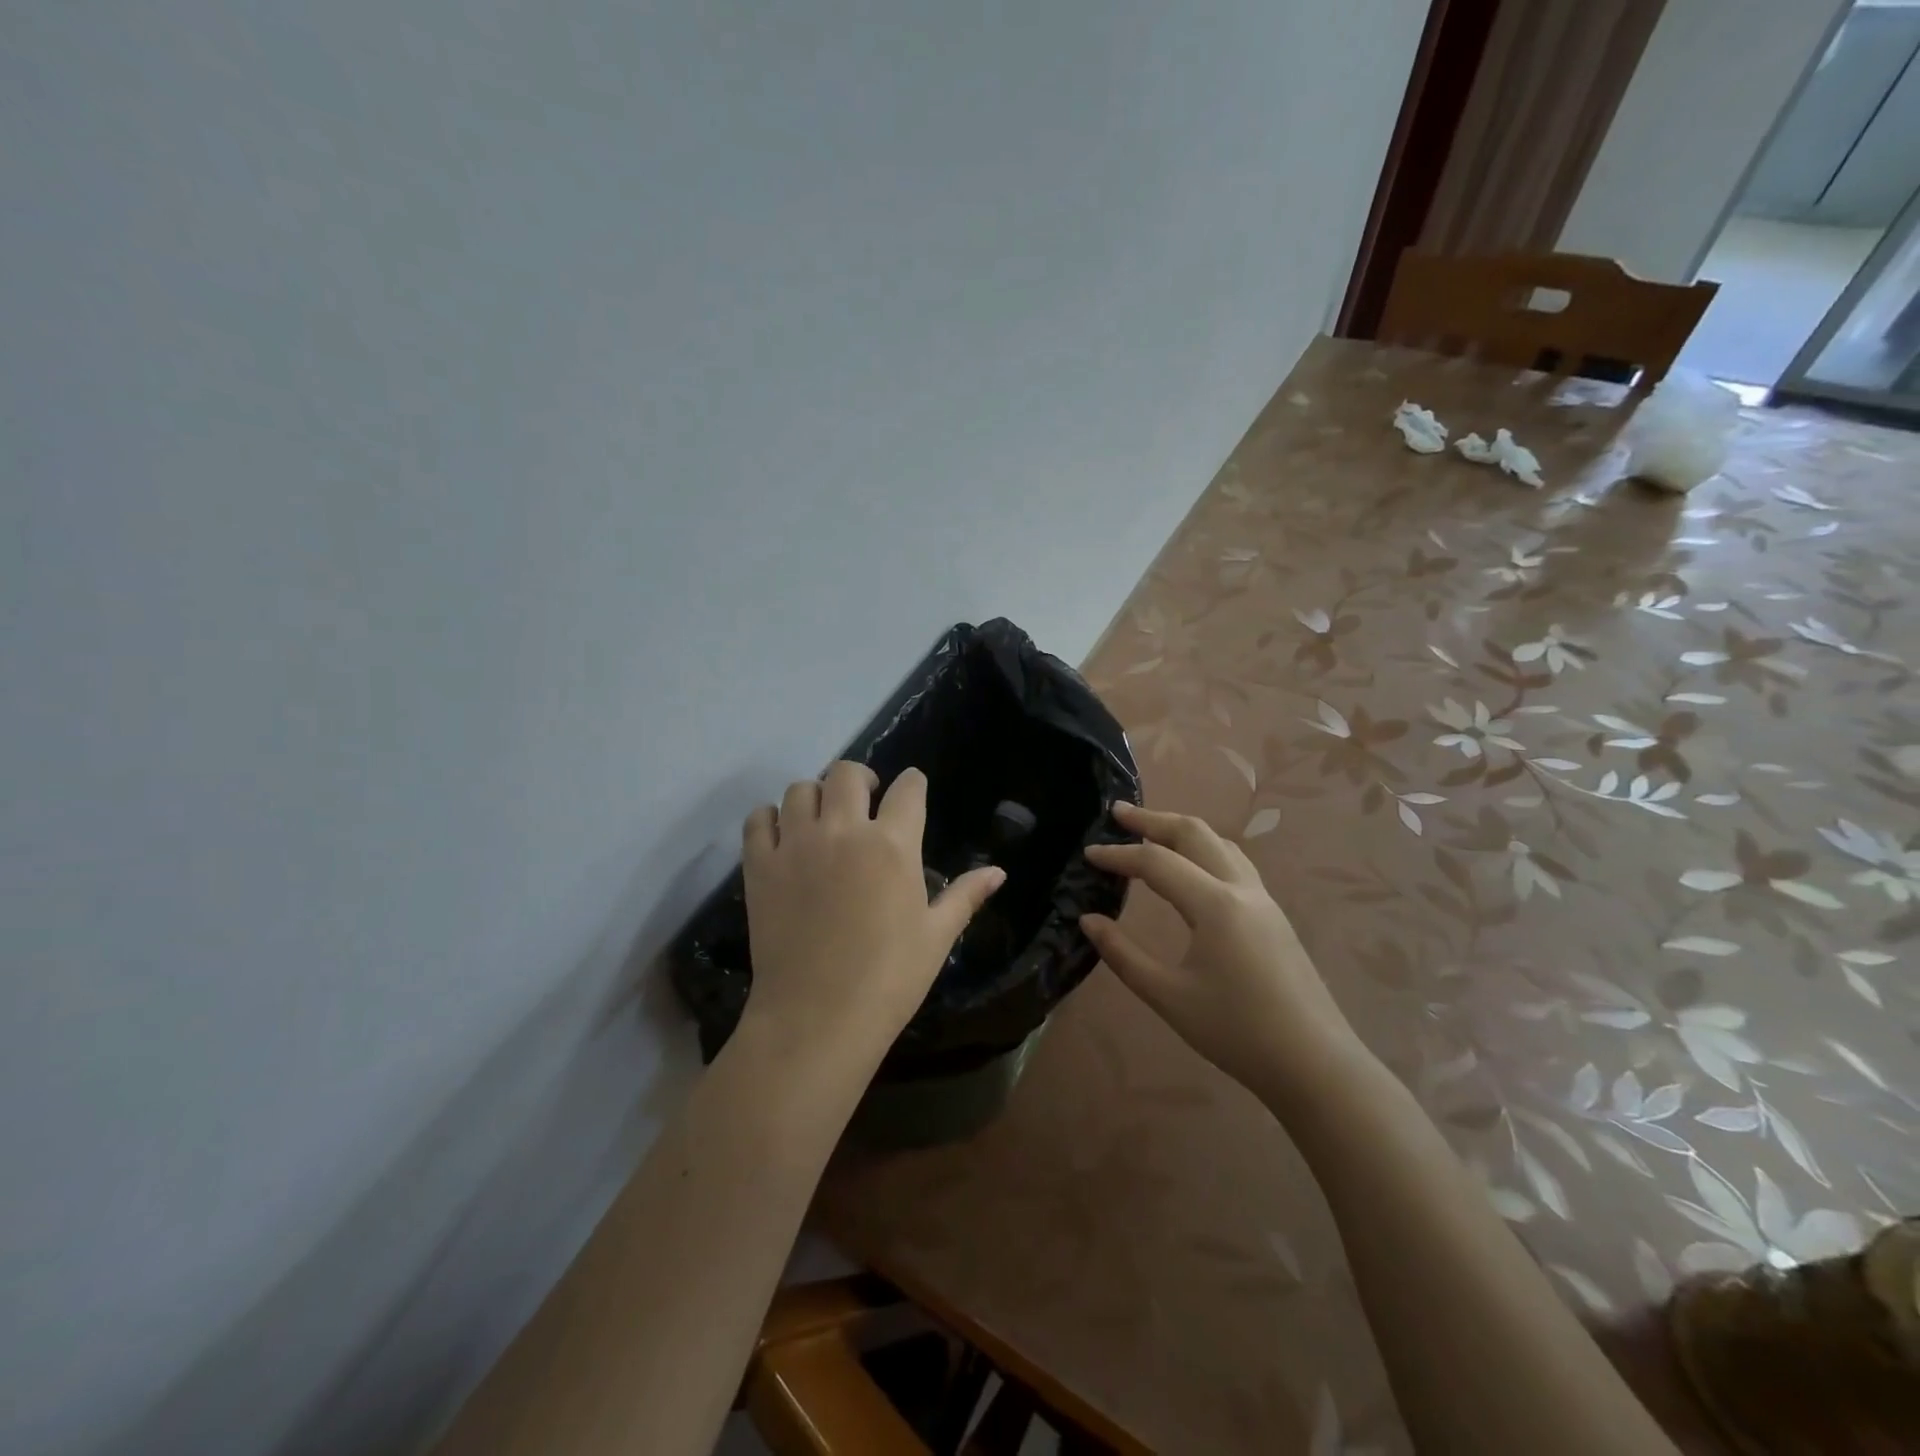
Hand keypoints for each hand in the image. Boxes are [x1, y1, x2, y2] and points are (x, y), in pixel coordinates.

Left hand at [739, 762, 1004, 1064]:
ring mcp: (797, 845)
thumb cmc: (889, 979)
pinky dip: (770, 818)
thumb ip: (965, 896)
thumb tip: (999, 872)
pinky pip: (759, 819)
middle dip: (862, 778)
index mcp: (893, 845)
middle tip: (866, 799)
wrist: (817, 1018)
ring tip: (824, 818)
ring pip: (801, 789)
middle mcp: (844, 831)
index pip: (908, 789)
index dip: (913, 783)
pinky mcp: (760, 866)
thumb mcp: (936, 937)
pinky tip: (783, 836)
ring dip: (817, 795)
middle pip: (847, 773)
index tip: (912, 787)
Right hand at [1081, 801, 1364, 1105]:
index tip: (1087, 854)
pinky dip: (1203, 849)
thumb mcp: (1169, 996)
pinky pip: (1233, 862)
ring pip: (1219, 843)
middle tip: (1117, 814)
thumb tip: (1088, 920)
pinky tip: (1192, 867)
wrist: (1315, 1064)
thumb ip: (1123, 955)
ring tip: (1151, 831)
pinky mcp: (1273, 915)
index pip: (1156, 863)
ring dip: (1181, 830)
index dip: (1118, 855)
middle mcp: (1241, 889)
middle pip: (1194, 833)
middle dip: (1153, 819)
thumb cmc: (1237, 1032)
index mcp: (1215, 904)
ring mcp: (1263, 899)